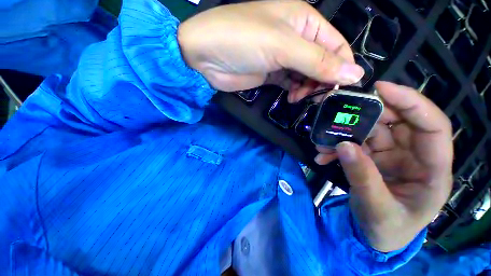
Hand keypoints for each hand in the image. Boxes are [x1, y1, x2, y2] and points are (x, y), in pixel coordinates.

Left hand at [177, 0, 363, 99]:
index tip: (341, 89)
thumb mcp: (283, 47)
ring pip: (308, 76)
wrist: (207, 57)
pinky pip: (292, 84)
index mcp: (305, 22)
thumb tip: (354, 74)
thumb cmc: (242, 41)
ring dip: (308, 89)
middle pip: (323, 63)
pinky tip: (292, 98)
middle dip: (322, 81)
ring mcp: (283, 58)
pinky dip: (296, 92)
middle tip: (315, 97)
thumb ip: (318, 61)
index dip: (342, 68)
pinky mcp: (272, 74)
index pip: (337, 46)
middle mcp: (297, 39)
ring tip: (299, 97)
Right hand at [317, 82, 452, 251]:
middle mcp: (415, 157)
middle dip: (365, 118)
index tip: (380, 88)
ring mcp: (392, 156)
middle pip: (395, 123)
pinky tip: (323, 155)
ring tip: (322, 145)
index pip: (433, 127)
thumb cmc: (387, 229)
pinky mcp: (373, 158)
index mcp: (432, 171)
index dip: (411, 103)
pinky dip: (337, 148)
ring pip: (369, 133)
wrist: (376, 236)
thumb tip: (343, 145)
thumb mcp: (377, 208)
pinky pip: (355, 145)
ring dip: (343, 136)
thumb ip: (362, 177)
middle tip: (337, 118)